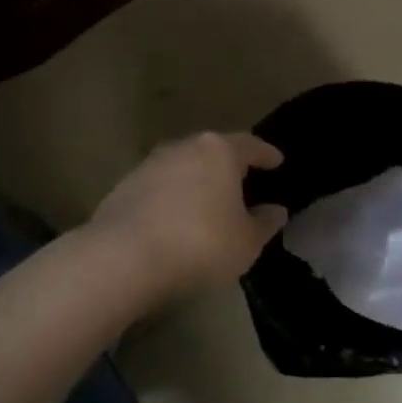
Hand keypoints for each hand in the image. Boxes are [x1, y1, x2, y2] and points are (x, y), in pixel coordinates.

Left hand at [90, 133, 287, 294]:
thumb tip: (275, 210)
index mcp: (219, 152)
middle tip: (242, 180)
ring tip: (208, 201)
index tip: (276, 160)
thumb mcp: (246, 242)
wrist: (125, 257)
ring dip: (197, 180)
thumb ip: (264, 223)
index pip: (250, 145)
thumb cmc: (200, 244)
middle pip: (213, 151)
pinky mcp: (124, 186)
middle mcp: (184, 147)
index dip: (266, 154)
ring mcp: (150, 164)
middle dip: (228, 164)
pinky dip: (172, 197)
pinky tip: (175, 218)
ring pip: (183, 166)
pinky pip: (159, 187)